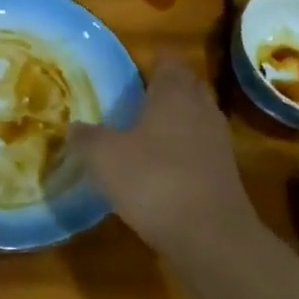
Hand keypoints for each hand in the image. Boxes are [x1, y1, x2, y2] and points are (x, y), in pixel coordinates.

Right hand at [71, 55, 260, 263]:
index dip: (151, 61)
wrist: (211, 237)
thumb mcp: (105, 157)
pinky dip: (182, 151)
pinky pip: (200, 149)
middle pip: (185, 86)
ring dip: (174, 122)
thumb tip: (73, 126)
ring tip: (143, 133)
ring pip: (194, 118)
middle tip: (134, 99)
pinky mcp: (224, 173)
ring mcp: (217, 141)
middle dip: (164, 89)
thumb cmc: (154, 180)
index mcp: (174, 92)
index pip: (168, 60)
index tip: (131, 70)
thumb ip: (86, 137)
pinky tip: (160, 168)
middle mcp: (201, 108)